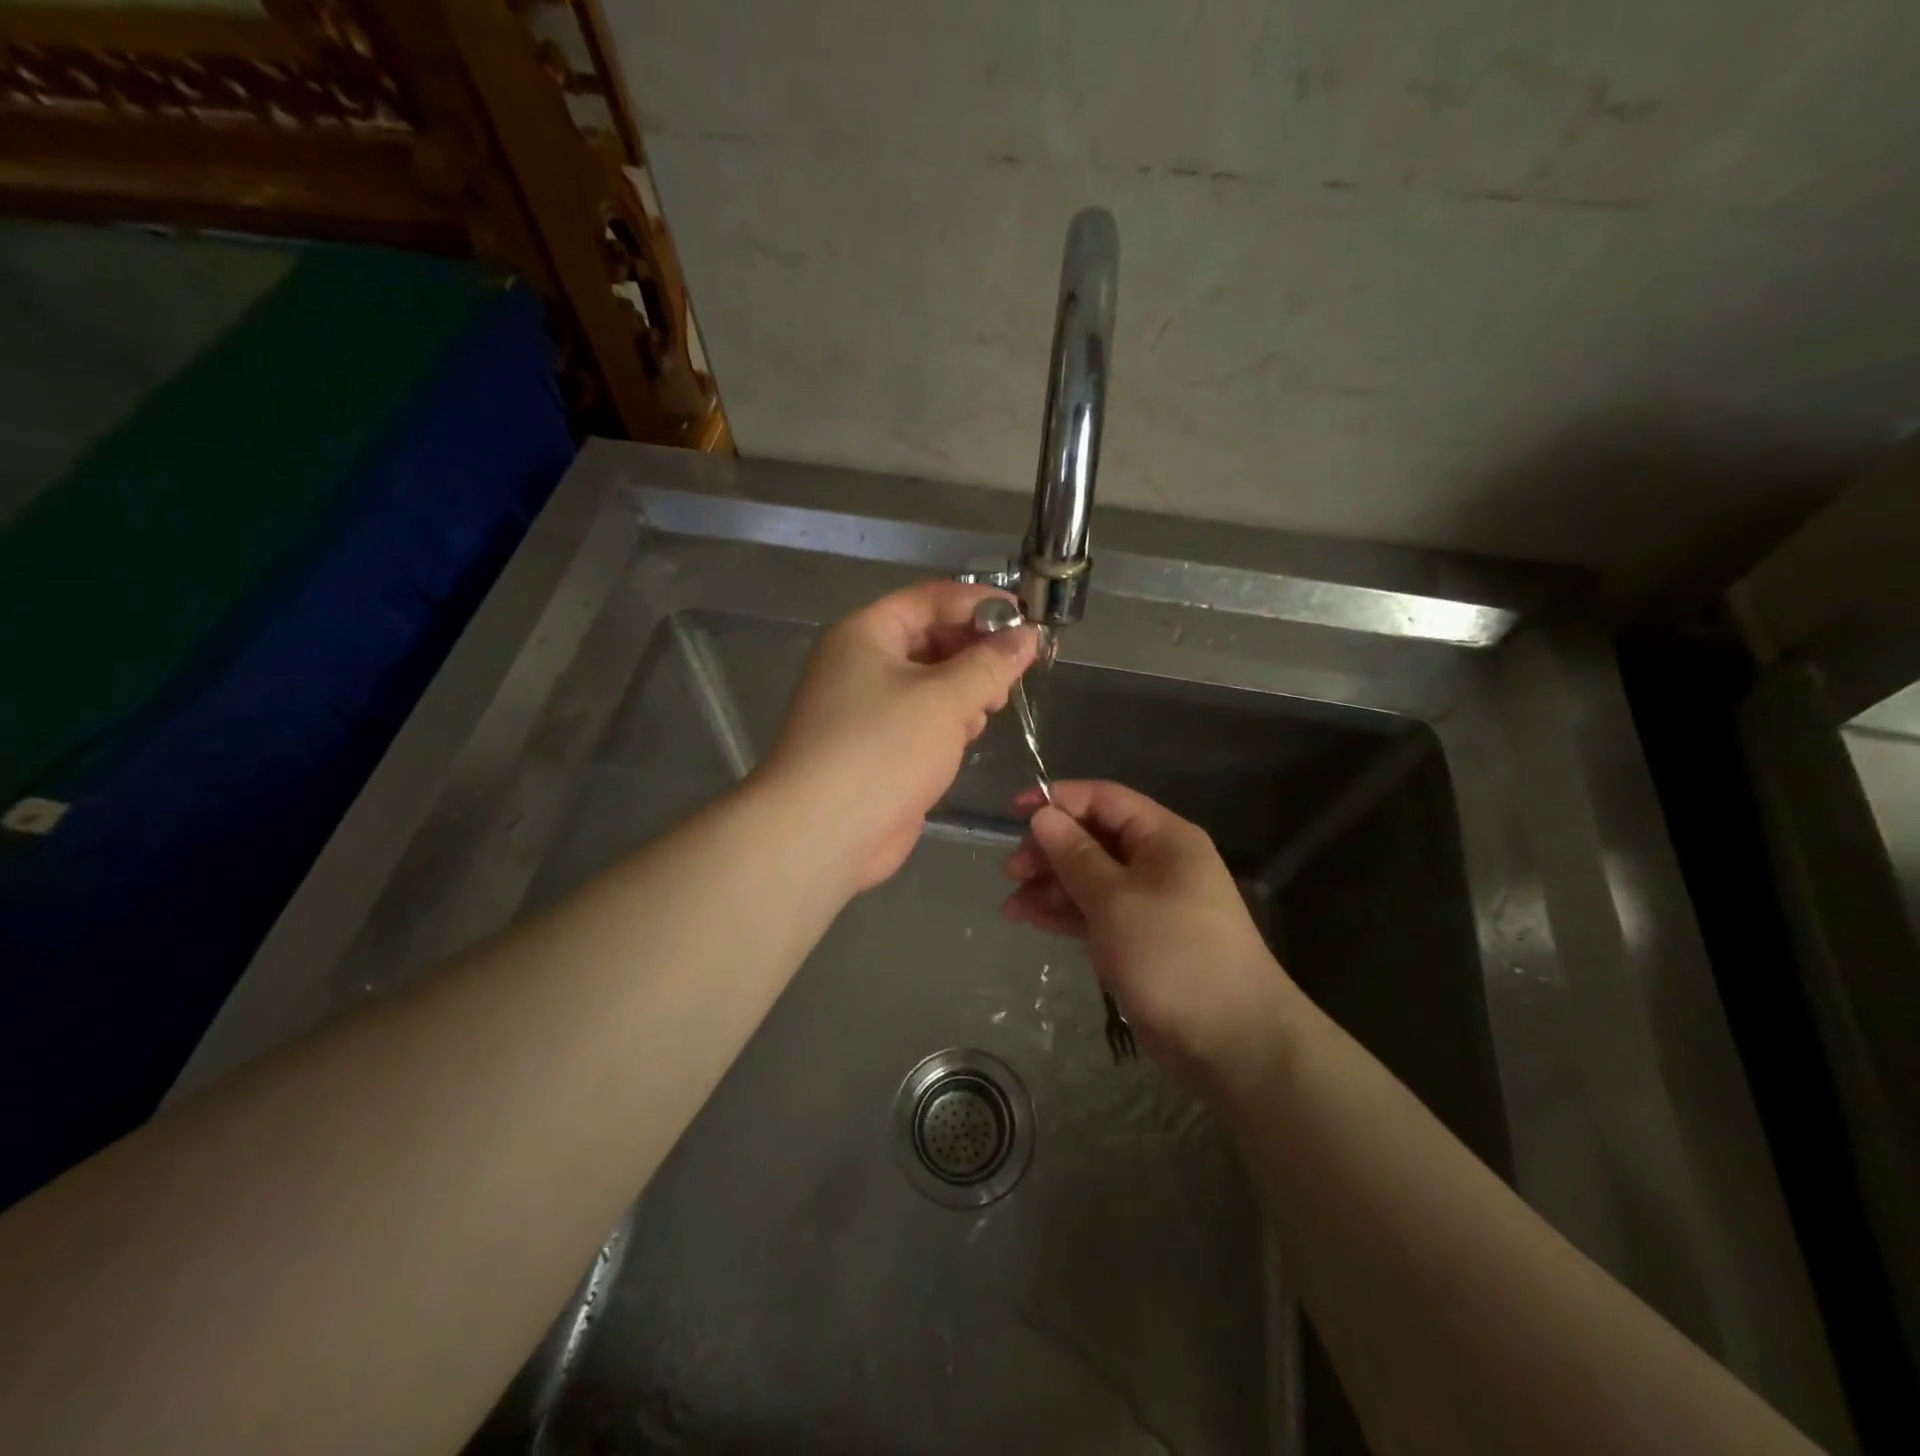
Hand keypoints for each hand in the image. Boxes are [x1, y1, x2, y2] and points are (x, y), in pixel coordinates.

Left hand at [757, 581, 1036, 892]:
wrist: (823, 832)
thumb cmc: (883, 748)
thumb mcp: (945, 698)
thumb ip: (990, 664)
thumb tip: (1027, 635)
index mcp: (866, 633)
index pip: (930, 599)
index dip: (980, 602)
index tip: (1026, 617)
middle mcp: (861, 663)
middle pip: (931, 639)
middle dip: (976, 652)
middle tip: (1015, 671)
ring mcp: (867, 708)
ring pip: (929, 682)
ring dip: (965, 689)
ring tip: (993, 707)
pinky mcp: (877, 747)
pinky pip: (921, 719)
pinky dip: (948, 721)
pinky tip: (968, 736)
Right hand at [1001, 780, 1297, 1087]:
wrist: (1231, 1040)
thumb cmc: (1172, 954)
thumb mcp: (1115, 899)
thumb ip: (1075, 855)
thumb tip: (1042, 814)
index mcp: (1163, 837)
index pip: (1103, 799)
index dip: (1058, 800)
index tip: (1013, 813)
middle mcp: (1157, 862)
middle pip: (1093, 839)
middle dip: (1049, 850)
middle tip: (1012, 873)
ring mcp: (1148, 902)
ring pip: (1089, 878)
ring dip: (1050, 886)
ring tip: (1011, 905)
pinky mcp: (1139, 938)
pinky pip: (1094, 912)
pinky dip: (1064, 913)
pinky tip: (1028, 919)